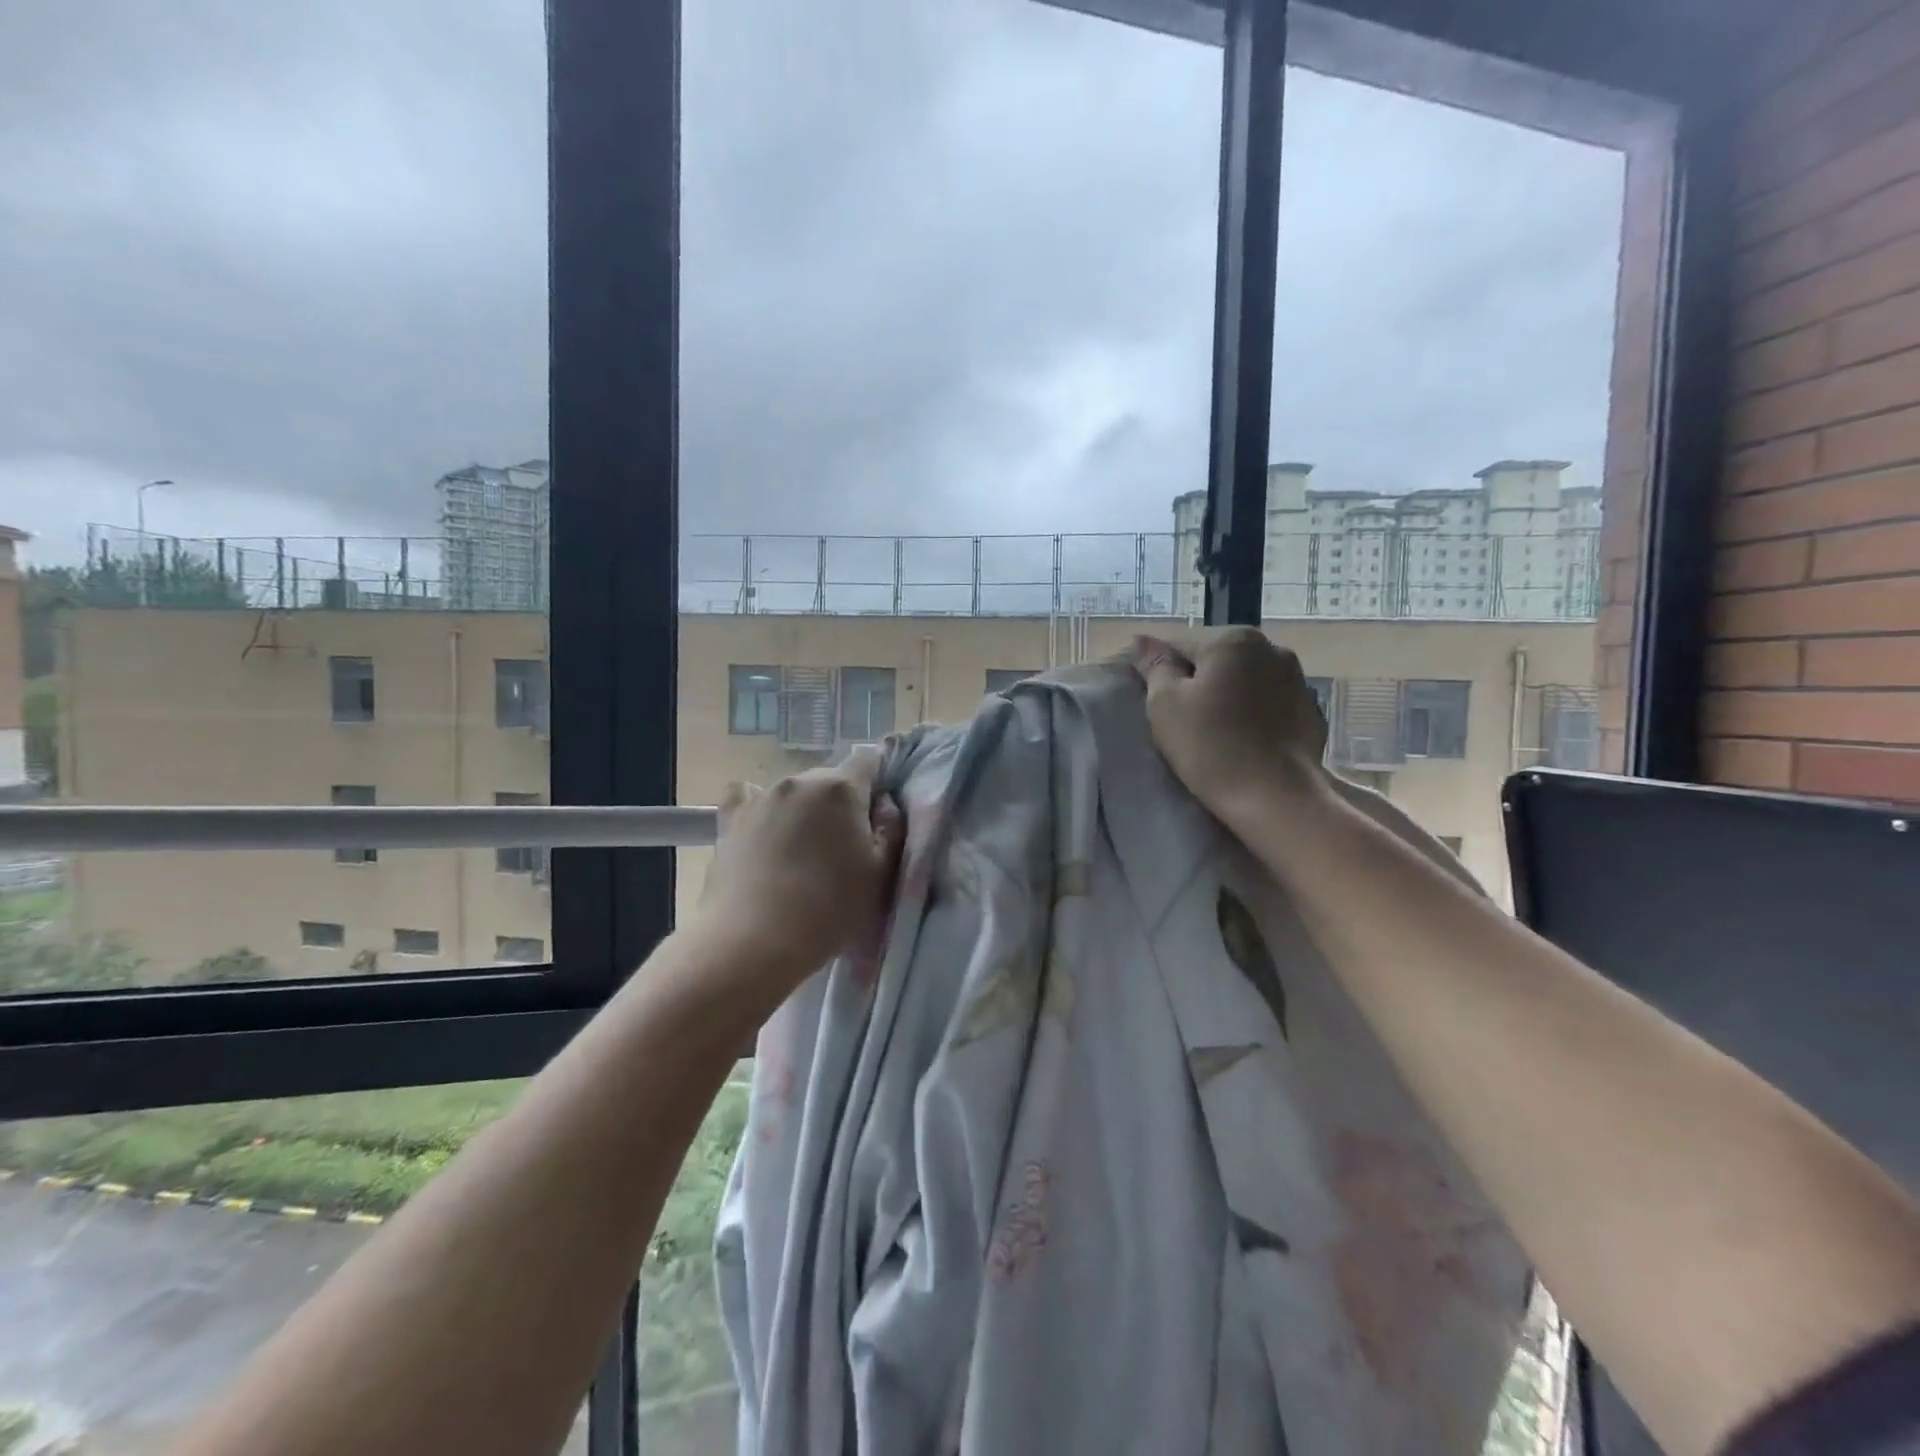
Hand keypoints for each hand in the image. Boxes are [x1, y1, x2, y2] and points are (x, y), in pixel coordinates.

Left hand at [693, 747, 905, 996]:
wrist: (753, 941)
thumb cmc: (829, 909)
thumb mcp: (881, 873)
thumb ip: (891, 827)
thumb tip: (883, 802)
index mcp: (840, 788)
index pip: (868, 760)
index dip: (878, 782)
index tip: (877, 816)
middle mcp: (799, 781)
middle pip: (830, 779)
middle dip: (842, 802)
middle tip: (844, 846)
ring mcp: (760, 798)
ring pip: (794, 792)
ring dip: (805, 811)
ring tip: (802, 853)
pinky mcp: (729, 819)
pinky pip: (749, 799)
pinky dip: (761, 808)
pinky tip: (763, 830)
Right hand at [1131, 628, 1327, 824]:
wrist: (1275, 797)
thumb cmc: (1209, 745)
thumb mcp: (1165, 703)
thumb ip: (1155, 666)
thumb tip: (1142, 640)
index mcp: (1234, 639)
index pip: (1181, 646)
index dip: (1162, 674)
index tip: (1156, 705)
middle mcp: (1272, 649)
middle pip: (1218, 662)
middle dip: (1200, 683)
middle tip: (1183, 722)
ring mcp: (1299, 681)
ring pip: (1247, 683)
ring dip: (1230, 698)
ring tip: (1216, 734)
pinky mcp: (1312, 714)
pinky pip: (1271, 707)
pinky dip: (1256, 717)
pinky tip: (1245, 744)